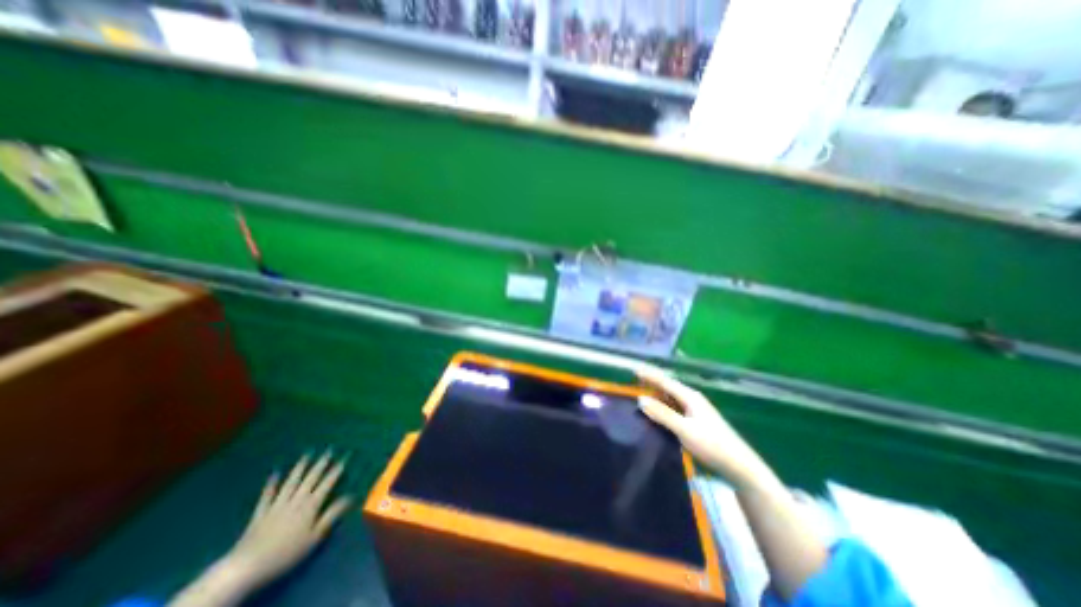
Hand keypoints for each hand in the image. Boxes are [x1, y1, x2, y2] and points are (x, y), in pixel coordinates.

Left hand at [222, 452, 350, 590]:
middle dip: (321, 463)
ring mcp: (277, 505)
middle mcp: (296, 500)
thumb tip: (350, 496)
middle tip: (328, 450)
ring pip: (291, 482)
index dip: (337, 470)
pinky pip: (267, 496)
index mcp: (311, 505)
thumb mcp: (315, 537)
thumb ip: (332, 515)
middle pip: (310, 478)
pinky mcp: (260, 513)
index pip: (328, 483)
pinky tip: (274, 474)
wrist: (246, 567)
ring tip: (307, 455)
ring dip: (300, 468)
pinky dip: (271, 484)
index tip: (345, 457)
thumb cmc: (286, 553)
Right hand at [636, 364, 781, 493]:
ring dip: (657, 394)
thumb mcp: (684, 429)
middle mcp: (692, 400)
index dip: (650, 375)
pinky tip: (657, 412)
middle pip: (668, 387)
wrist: (739, 466)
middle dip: (652, 382)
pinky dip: (663, 406)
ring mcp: (695, 411)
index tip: (635, 369)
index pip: (665, 382)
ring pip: (671, 398)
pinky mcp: (696, 422)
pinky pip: (674, 408)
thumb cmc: (712, 445)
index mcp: (690, 397)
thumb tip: (640, 399)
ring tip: (641, 393)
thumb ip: (662, 414)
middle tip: (634, 380)